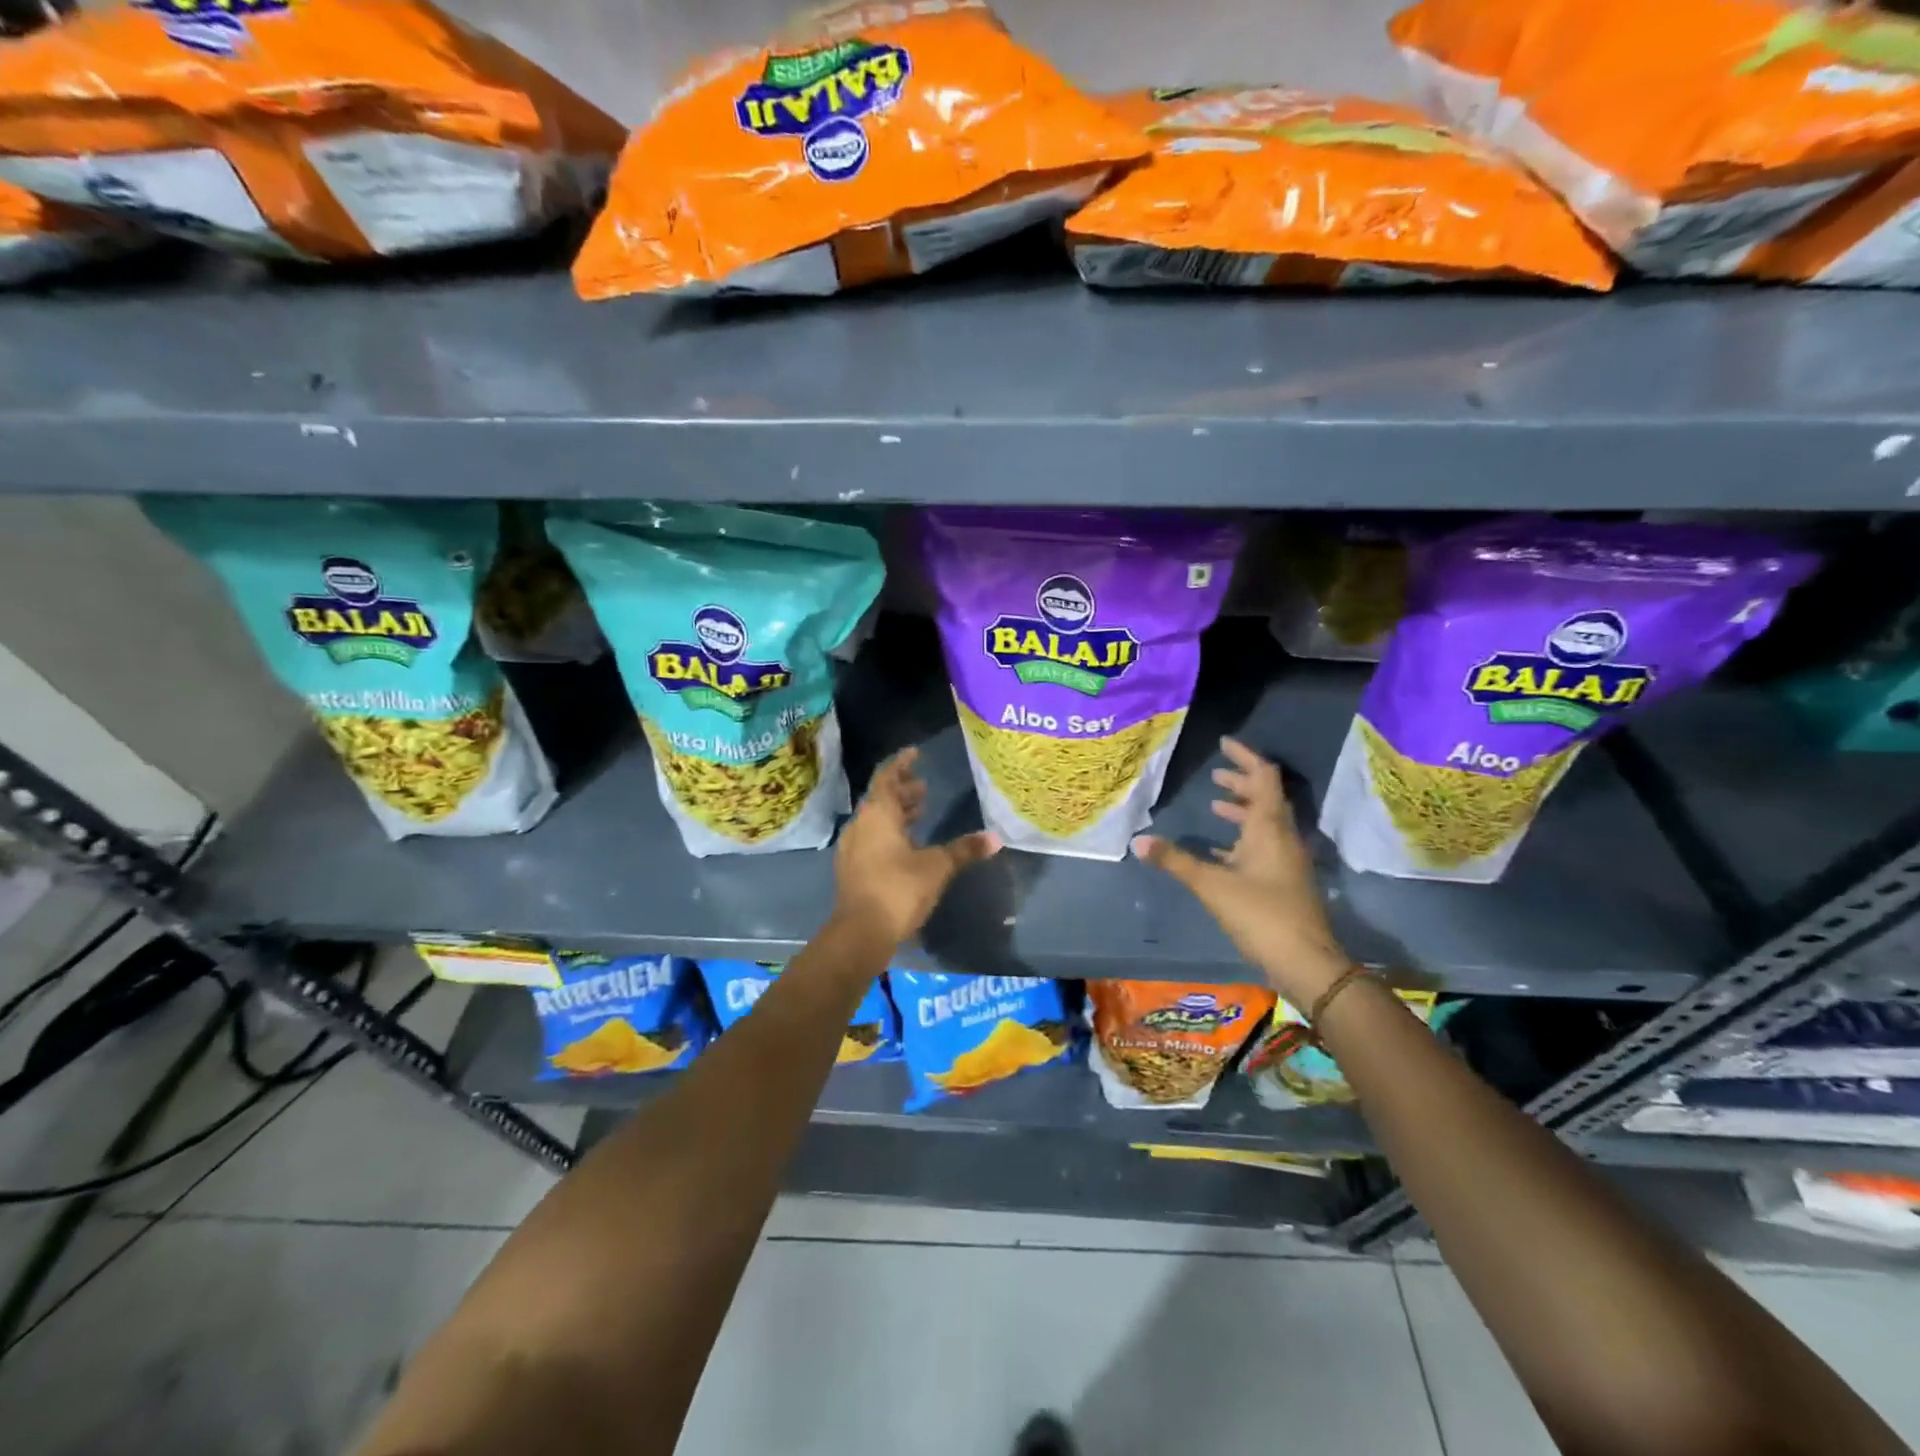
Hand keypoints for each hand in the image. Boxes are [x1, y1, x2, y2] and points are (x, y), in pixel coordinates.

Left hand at [832, 748, 1000, 947]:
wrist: (860, 933)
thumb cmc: (898, 889)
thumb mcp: (938, 867)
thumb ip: (964, 850)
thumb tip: (996, 838)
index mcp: (878, 814)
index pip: (887, 777)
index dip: (902, 764)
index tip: (916, 753)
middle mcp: (861, 825)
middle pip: (881, 798)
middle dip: (903, 791)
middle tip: (925, 788)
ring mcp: (852, 848)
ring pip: (875, 820)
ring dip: (897, 814)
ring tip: (921, 813)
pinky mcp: (851, 869)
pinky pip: (871, 839)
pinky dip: (889, 833)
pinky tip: (907, 846)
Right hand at [1131, 737, 1350, 1006]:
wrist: (1306, 962)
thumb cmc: (1261, 915)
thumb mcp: (1212, 885)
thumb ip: (1175, 861)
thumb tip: (1138, 842)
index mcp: (1269, 827)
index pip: (1263, 777)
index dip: (1245, 757)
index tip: (1224, 744)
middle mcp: (1282, 837)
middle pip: (1265, 798)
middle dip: (1240, 783)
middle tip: (1214, 775)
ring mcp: (1286, 860)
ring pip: (1264, 823)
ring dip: (1242, 810)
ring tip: (1214, 805)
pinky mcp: (1283, 881)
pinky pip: (1262, 847)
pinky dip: (1241, 839)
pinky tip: (1218, 851)